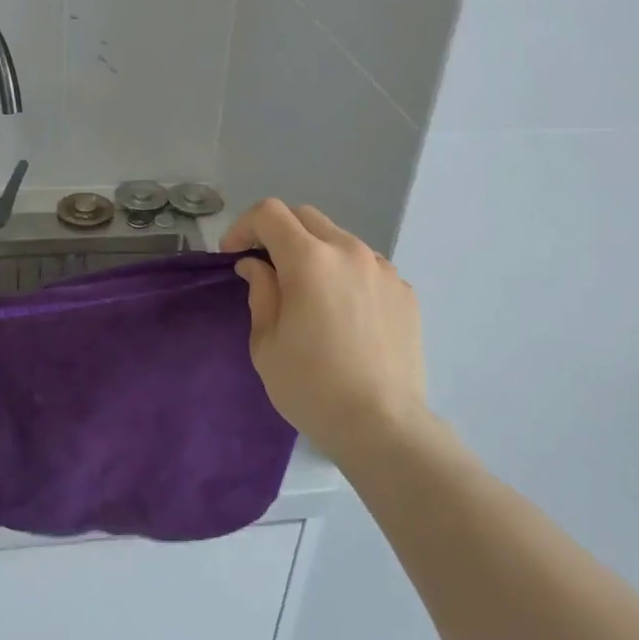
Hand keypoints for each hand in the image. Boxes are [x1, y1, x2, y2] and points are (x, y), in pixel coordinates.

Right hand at [222, 199, 427, 460]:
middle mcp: (349, 251)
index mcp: (310, 260)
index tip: (234, 255)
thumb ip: (260, 292)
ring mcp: (382, 269)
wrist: (383, 426)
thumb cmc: (312, 387)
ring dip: (314, 252)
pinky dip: (345, 273)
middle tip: (266, 267)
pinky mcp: (404, 291)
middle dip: (278, 233)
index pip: (269, 213)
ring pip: (339, 239)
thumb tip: (257, 266)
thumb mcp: (266, 344)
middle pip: (305, 217)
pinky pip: (366, 266)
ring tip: (308, 292)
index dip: (244, 226)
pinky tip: (343, 312)